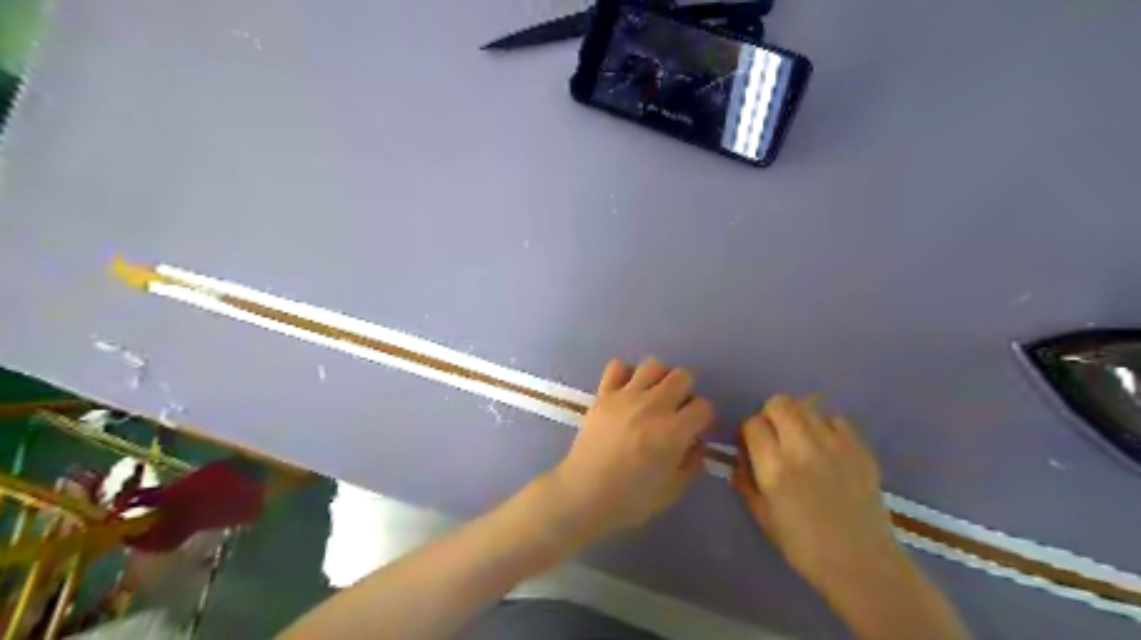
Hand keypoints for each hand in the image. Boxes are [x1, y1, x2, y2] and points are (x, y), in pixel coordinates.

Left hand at [543, 357, 710, 546]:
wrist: (583, 494)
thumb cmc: (630, 500)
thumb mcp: (672, 491)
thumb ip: (691, 464)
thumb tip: (696, 444)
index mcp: (674, 431)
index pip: (704, 406)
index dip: (704, 418)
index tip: (697, 430)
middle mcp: (653, 405)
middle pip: (683, 376)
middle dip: (687, 391)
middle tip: (677, 410)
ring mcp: (626, 396)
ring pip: (653, 365)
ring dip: (659, 378)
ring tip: (653, 396)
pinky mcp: (603, 394)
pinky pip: (617, 367)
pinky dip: (625, 374)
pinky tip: (626, 391)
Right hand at [731, 395, 899, 593]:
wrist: (861, 563)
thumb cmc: (803, 545)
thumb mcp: (761, 515)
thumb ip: (745, 480)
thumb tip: (741, 455)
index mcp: (774, 468)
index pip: (752, 423)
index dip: (749, 432)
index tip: (753, 445)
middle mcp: (802, 448)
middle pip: (780, 403)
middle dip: (772, 414)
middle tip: (776, 435)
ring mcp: (834, 445)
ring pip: (808, 407)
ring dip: (799, 419)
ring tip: (803, 441)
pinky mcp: (860, 448)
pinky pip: (836, 420)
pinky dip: (827, 428)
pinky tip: (828, 449)